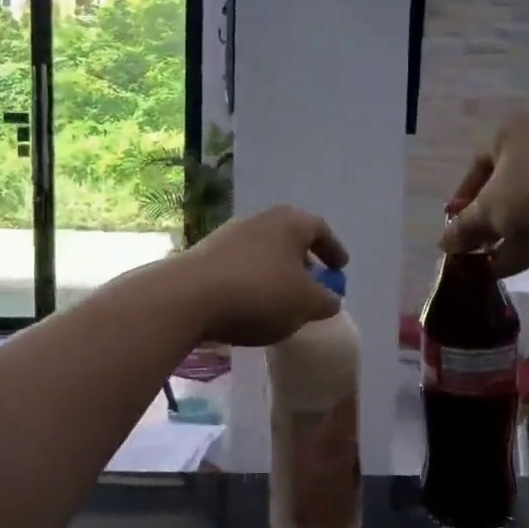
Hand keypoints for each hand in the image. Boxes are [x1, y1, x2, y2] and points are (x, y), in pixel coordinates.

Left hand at [177, 206, 348, 346]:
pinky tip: (250, 307)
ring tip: (281, 301)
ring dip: (275, 274)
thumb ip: (326, 301)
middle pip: (289, 239)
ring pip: (263, 253)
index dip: (333, 249)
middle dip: (303, 262)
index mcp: (289, 222)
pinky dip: (252, 283)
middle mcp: (259, 220)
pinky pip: (240, 268)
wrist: (188, 297)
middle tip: (312, 285)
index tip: (340, 268)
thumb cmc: (259, 294)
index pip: (319, 229)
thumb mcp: (305, 304)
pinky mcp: (204, 257)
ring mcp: (228, 236)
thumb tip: (330, 299)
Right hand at [440, 108, 528, 277]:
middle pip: (502, 187)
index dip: (462, 199)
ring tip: (486, 266)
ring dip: (505, 236)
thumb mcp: (489, 212)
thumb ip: (463, 227)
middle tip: (472, 247)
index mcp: (512, 132)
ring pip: (527, 206)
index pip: (476, 164)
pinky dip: (528, 242)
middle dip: (485, 222)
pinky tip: (508, 269)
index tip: (455, 225)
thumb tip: (443, 243)